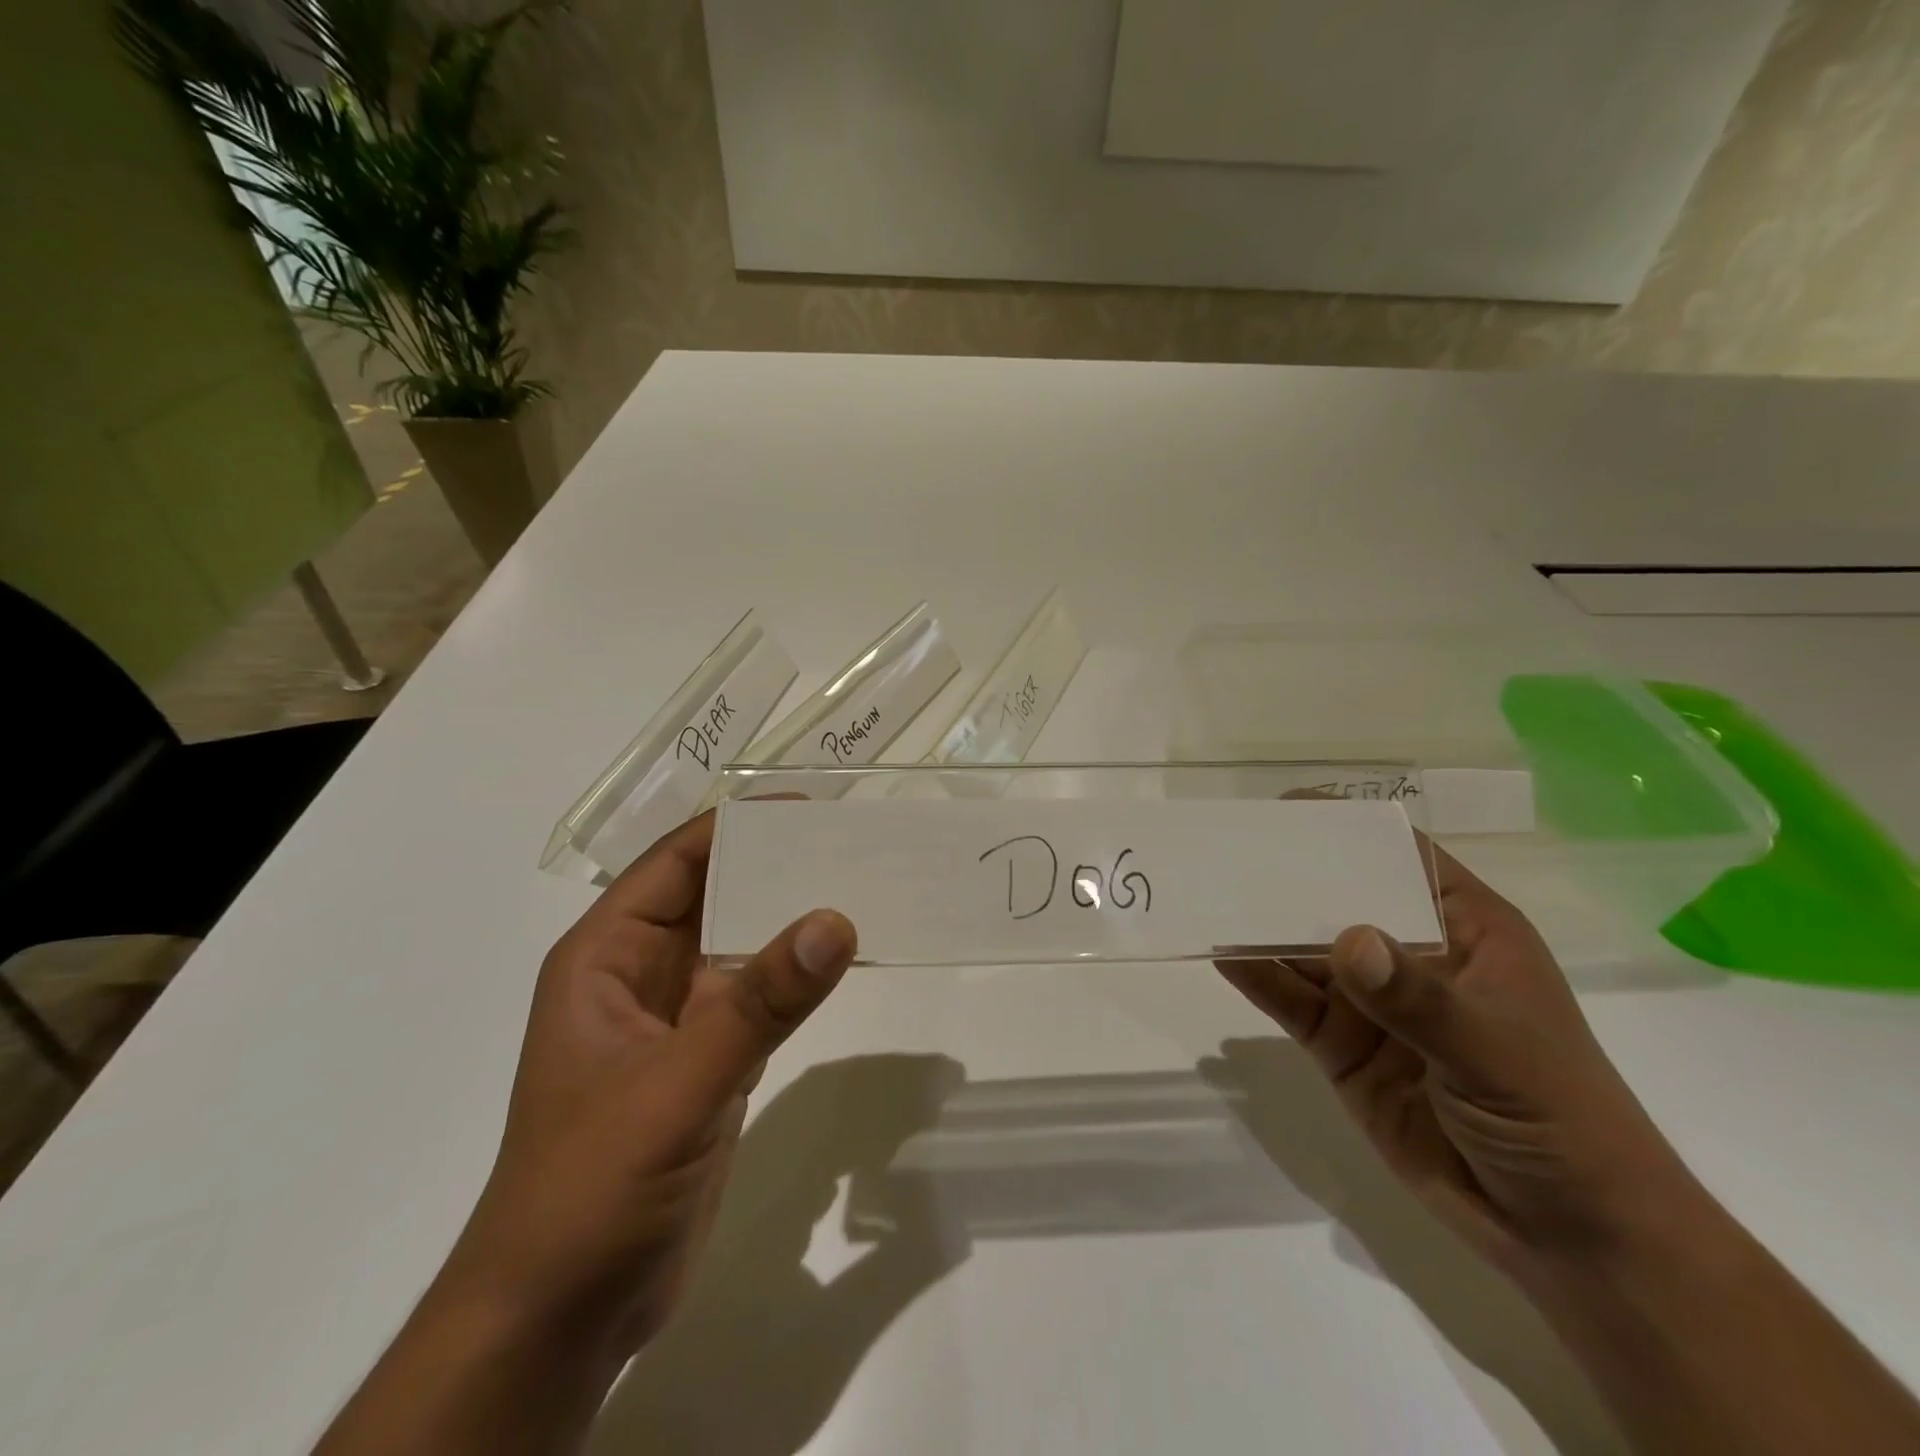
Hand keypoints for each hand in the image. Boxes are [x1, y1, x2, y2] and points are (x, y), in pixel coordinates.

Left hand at [440, 811, 857, 1359]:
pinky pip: (760, 997)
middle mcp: (641, 975)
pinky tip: (844, 958)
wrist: (563, 1314)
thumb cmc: (592, 1184)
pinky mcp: (711, 1060)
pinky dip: (797, 975)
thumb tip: (836, 920)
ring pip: (742, 945)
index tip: (808, 805)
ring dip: (791, 918)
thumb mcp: (677, 1084)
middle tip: (853, 838)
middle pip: (716, 896)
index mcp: (606, 956)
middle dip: (776, 866)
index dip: (737, 826)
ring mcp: (678, 1019)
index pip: (677, 862)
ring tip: (862, 884)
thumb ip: (759, 1004)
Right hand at [1216, 841, 1697, 1276]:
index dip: (1347, 828)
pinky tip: (1224, 955)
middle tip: (1227, 852)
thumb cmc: (1560, 1119)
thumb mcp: (1498, 1051)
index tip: (1285, 809)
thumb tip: (1346, 940)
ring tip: (1211, 898)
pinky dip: (1258, 977)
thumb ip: (1419, 998)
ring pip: (1305, 949)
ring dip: (1262, 927)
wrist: (1567, 1236)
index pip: (1400, 858)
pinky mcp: (1342, 1045)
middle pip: (1339, 898)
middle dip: (1288, 877)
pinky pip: (1291, 1001)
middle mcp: (1410, 955)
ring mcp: (1372, 1002)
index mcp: (1464, 931)